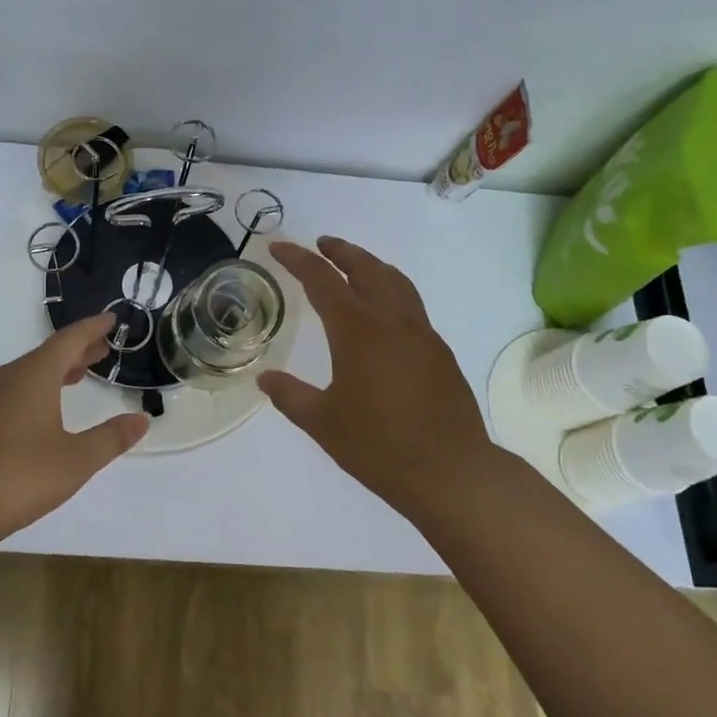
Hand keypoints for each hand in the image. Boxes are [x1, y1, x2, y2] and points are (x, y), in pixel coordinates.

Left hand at [0, 313, 150, 549]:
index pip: (69, 340)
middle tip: (103, 349)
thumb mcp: (76, 460)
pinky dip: (35, 387)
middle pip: (48, 353)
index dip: (92, 328)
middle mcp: (7, 377)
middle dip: (77, 349)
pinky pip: (11, 389)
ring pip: (27, 372)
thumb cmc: (20, 477)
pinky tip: (41, 409)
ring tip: (78, 374)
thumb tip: (141, 420)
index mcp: (34, 375)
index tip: (111, 319)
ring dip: (56, 369)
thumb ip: (110, 438)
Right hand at [259, 237, 490, 512]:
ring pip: (395, 281)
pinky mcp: (439, 351)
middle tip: (320, 244)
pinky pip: (411, 304)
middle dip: (340, 251)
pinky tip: (384, 311)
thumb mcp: (323, 423)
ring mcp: (421, 333)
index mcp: (357, 331)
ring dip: (370, 265)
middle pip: (365, 268)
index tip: (279, 247)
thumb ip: (291, 396)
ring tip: (354, 265)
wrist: (451, 471)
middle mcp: (391, 321)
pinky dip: (391, 289)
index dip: (297, 260)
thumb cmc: (379, 446)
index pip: (322, 281)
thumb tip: (265, 379)